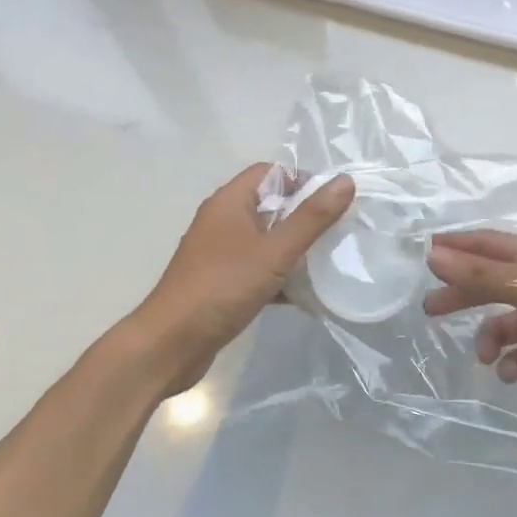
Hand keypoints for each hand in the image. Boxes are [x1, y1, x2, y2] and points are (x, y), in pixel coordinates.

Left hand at [135, 164, 355, 398]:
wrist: (171, 344)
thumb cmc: (222, 288)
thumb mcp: (274, 251)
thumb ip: (311, 218)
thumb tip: (345, 182)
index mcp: (229, 202)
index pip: (270, 172)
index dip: (302, 180)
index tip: (332, 203)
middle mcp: (222, 221)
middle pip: (270, 205)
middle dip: (304, 217)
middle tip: (337, 233)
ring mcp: (219, 254)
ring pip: (266, 240)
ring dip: (294, 250)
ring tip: (327, 263)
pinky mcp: (221, 283)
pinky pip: (258, 269)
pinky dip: (280, 278)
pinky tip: (304, 296)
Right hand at [423, 229, 516, 414]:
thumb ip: (482, 273)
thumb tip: (432, 254)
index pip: (492, 245)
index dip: (460, 246)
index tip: (425, 252)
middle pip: (493, 285)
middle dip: (464, 295)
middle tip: (430, 309)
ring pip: (508, 325)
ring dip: (491, 338)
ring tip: (485, 356)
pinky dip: (515, 364)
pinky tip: (511, 373)